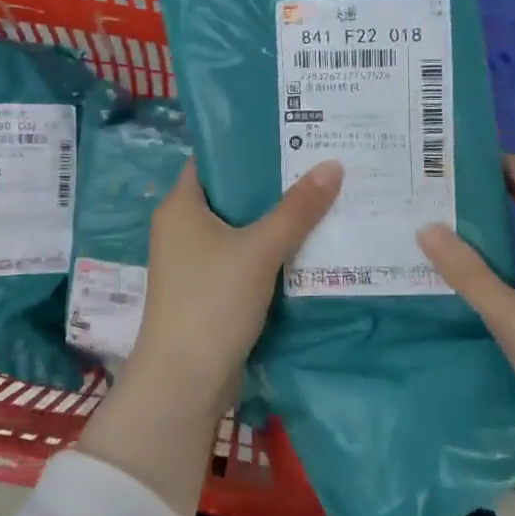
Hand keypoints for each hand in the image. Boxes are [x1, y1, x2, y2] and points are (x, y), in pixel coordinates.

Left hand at [79, 159, 341, 515]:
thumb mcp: (259, 250)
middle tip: (319, 162)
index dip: (248, 144)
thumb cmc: (212, 302)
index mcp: (180, 205)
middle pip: (232, 192)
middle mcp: (182, 227)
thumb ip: (297, 209)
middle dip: (273, 182)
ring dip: (275, 218)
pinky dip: (270, 250)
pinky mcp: (210, 290)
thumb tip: (334, 164)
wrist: (184, 383)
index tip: (292, 132)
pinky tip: (308, 243)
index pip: (213, 159)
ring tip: (323, 196)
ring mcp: (195, 262)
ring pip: (241, 227)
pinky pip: (244, 257)